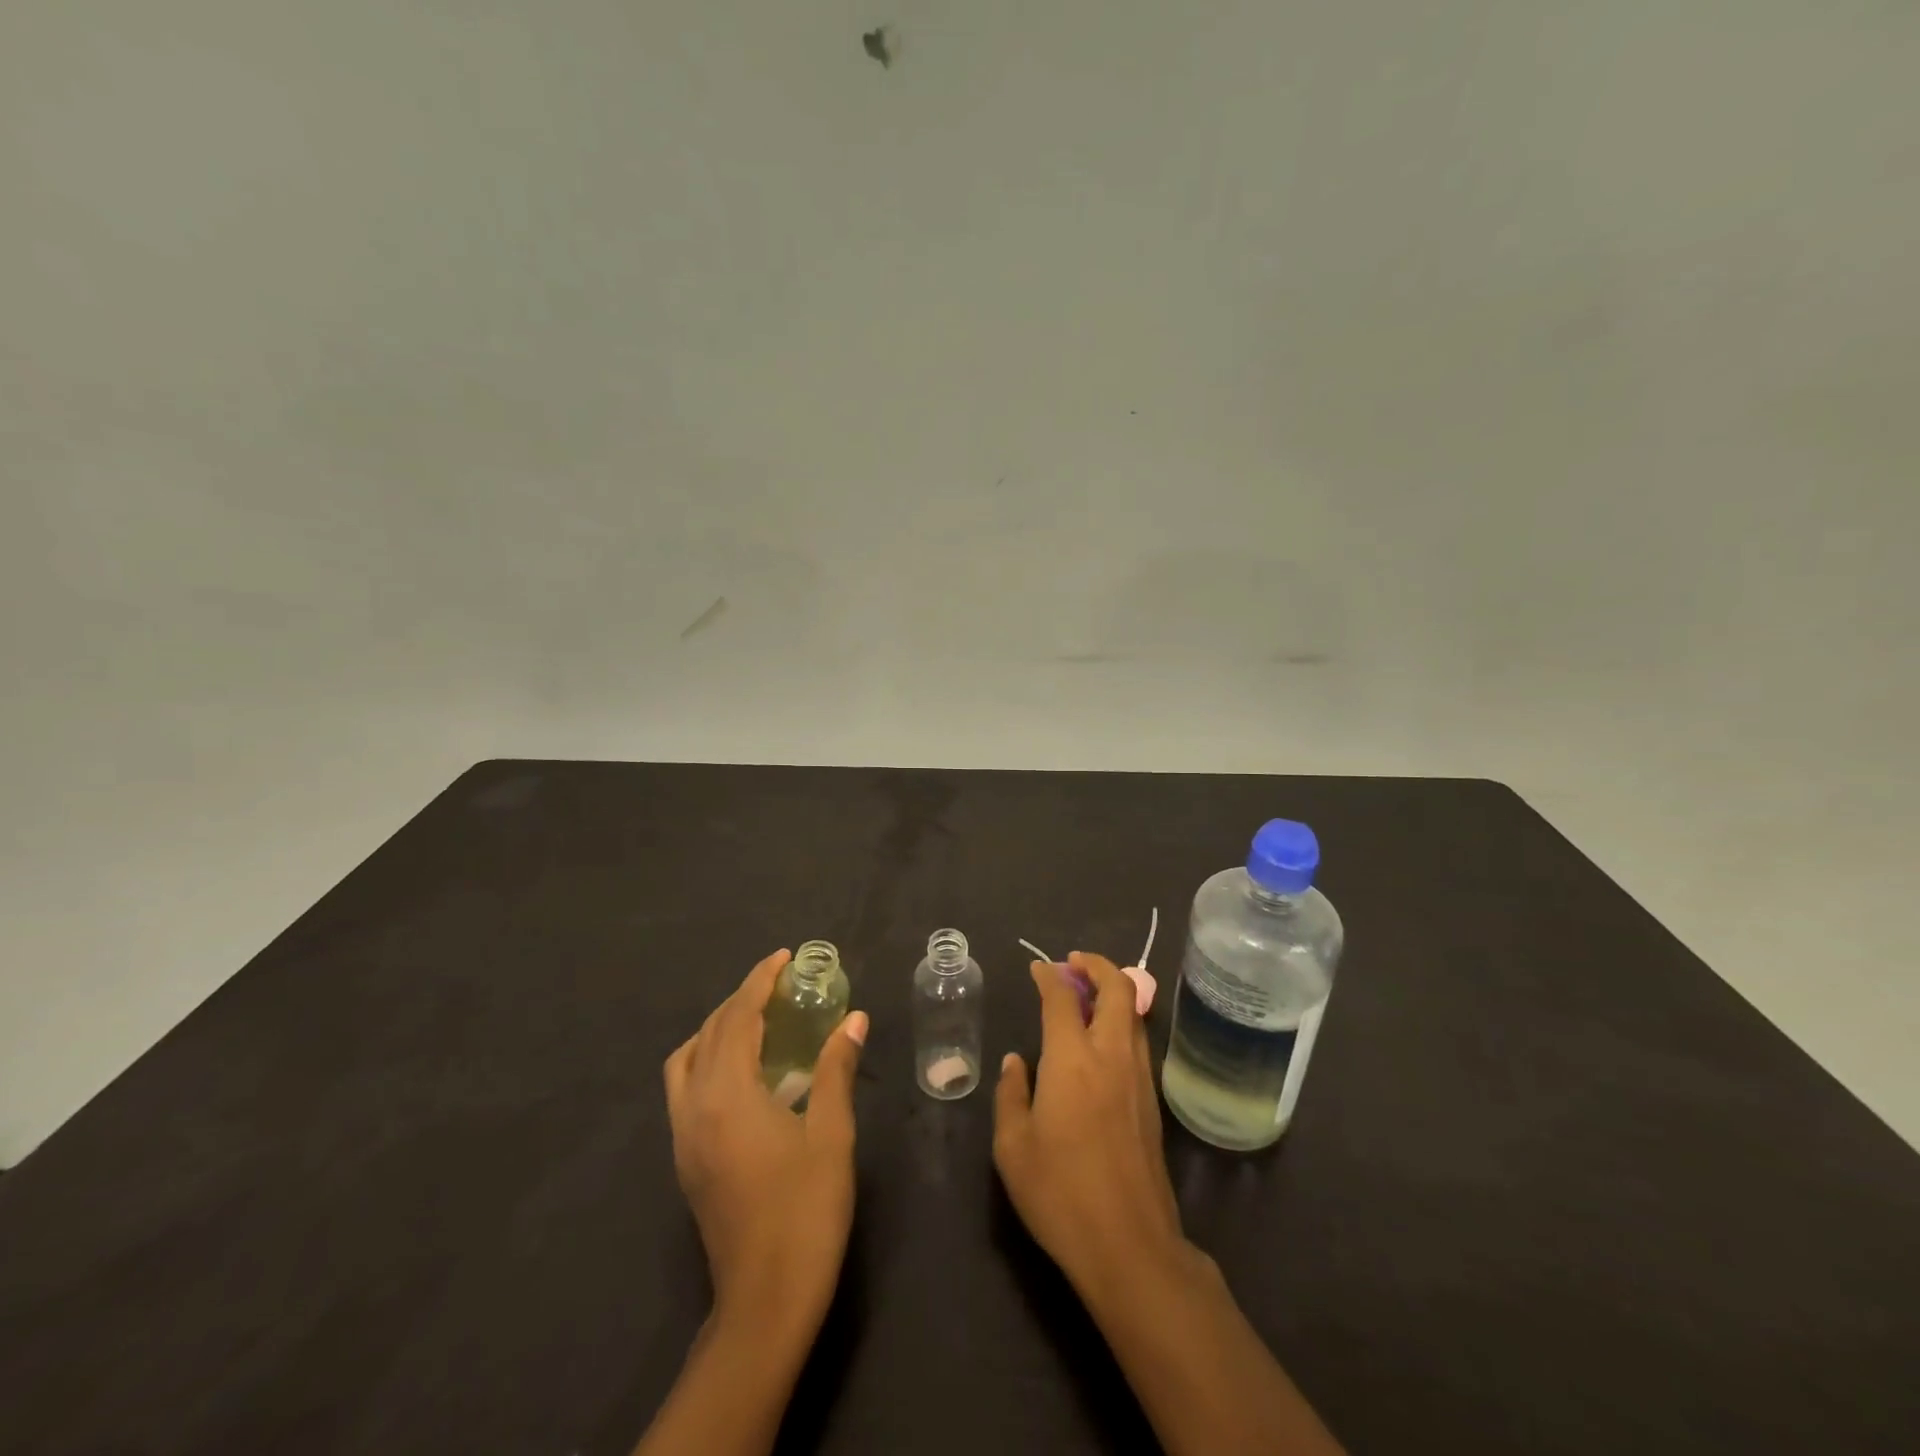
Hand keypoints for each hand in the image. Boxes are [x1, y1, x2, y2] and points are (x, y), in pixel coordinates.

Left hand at [663, 950, 868, 1335]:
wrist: (764, 1300)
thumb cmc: (805, 1211)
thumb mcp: (831, 1134)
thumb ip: (837, 1069)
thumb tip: (854, 1019)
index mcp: (728, 1095)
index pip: (738, 1017)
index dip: (760, 980)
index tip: (784, 957)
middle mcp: (694, 1107)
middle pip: (710, 1032)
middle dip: (741, 998)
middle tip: (779, 982)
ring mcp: (683, 1135)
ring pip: (687, 1059)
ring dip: (718, 1027)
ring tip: (758, 1018)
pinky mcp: (685, 1157)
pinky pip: (685, 1085)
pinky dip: (709, 1057)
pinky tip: (745, 1068)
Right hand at [994, 951, 1190, 1293]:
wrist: (1130, 1246)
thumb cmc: (1060, 1193)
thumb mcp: (1013, 1147)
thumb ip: (1011, 1094)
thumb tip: (1016, 1062)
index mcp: (1072, 1059)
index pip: (1062, 998)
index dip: (1048, 976)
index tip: (1038, 968)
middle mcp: (1111, 1056)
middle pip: (1118, 989)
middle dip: (1097, 966)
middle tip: (1074, 964)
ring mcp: (1139, 1078)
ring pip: (1135, 1014)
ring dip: (1114, 992)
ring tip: (1088, 996)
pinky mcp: (1152, 1102)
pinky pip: (1139, 1042)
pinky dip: (1123, 1023)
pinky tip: (1102, 1043)